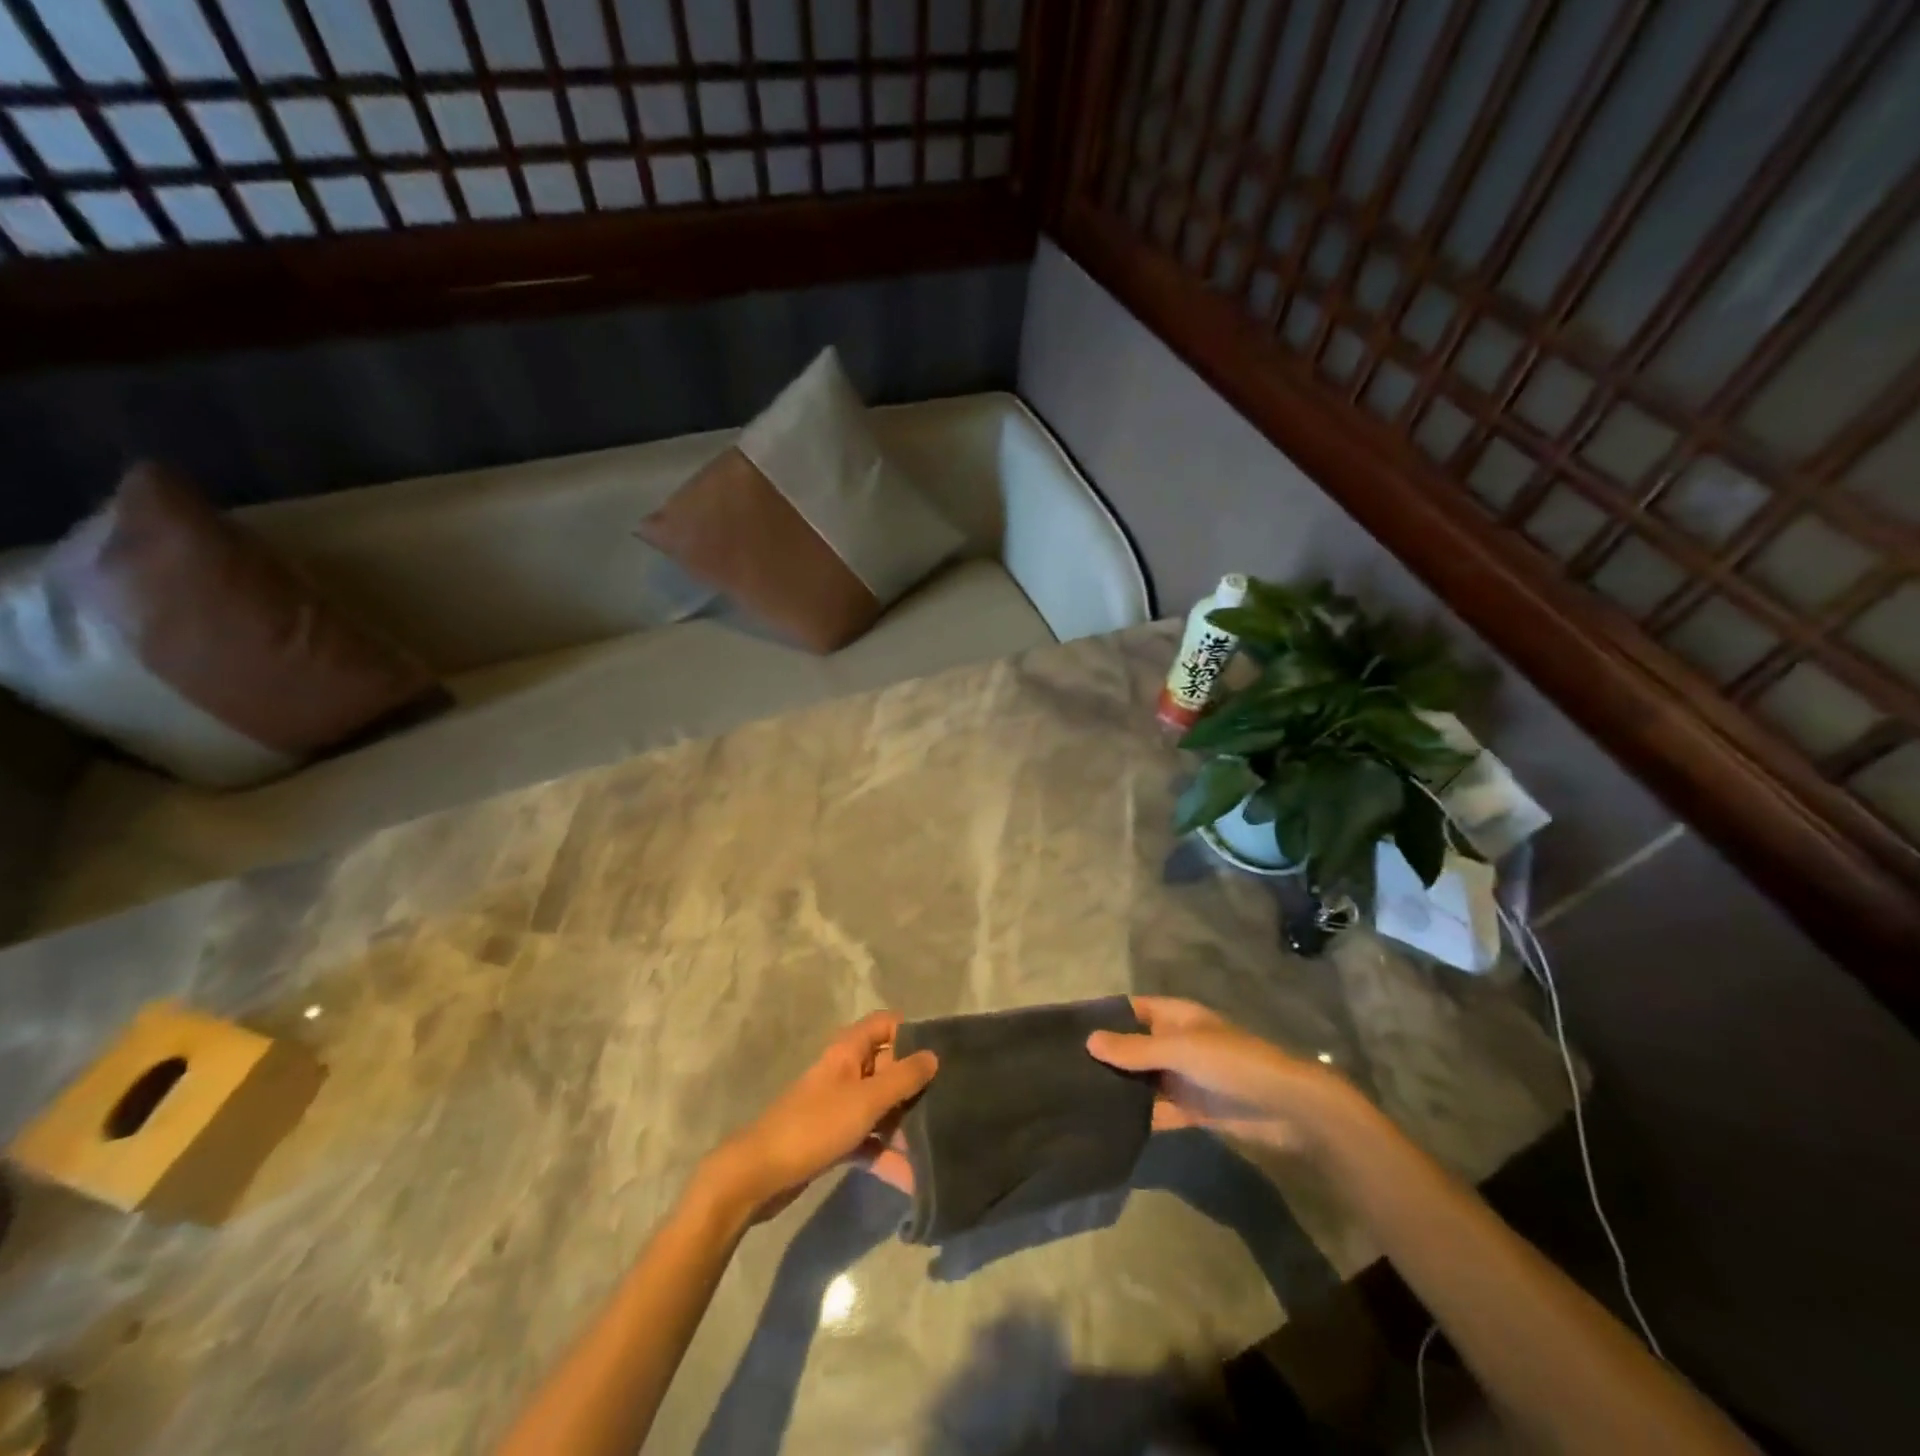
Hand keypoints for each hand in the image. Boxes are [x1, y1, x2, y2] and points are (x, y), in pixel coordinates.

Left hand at [702, 1011, 936, 1222]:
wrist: (760, 1174)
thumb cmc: (815, 1126)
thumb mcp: (866, 1100)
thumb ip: (903, 1078)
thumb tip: (934, 1055)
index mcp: (849, 1050)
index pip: (886, 1024)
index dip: (913, 1033)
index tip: (943, 1053)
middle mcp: (846, 1071)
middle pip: (888, 1066)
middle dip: (916, 1084)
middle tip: (950, 1101)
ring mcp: (839, 1105)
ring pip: (881, 1104)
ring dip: (904, 1123)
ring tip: (938, 1142)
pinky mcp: (835, 1137)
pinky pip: (869, 1137)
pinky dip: (886, 1151)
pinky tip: (911, 1175)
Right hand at [1086, 996, 1344, 1152]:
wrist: (1286, 1108)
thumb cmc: (1232, 1062)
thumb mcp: (1180, 1049)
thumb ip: (1134, 1049)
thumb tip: (1088, 1040)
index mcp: (1174, 1017)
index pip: (1131, 1010)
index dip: (1103, 1017)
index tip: (1065, 1030)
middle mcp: (1175, 1043)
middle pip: (1133, 1046)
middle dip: (1105, 1056)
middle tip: (1061, 1069)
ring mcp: (1183, 1078)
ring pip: (1141, 1080)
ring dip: (1118, 1088)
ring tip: (1074, 1097)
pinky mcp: (1191, 1111)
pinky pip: (1156, 1111)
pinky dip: (1137, 1116)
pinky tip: (1106, 1125)